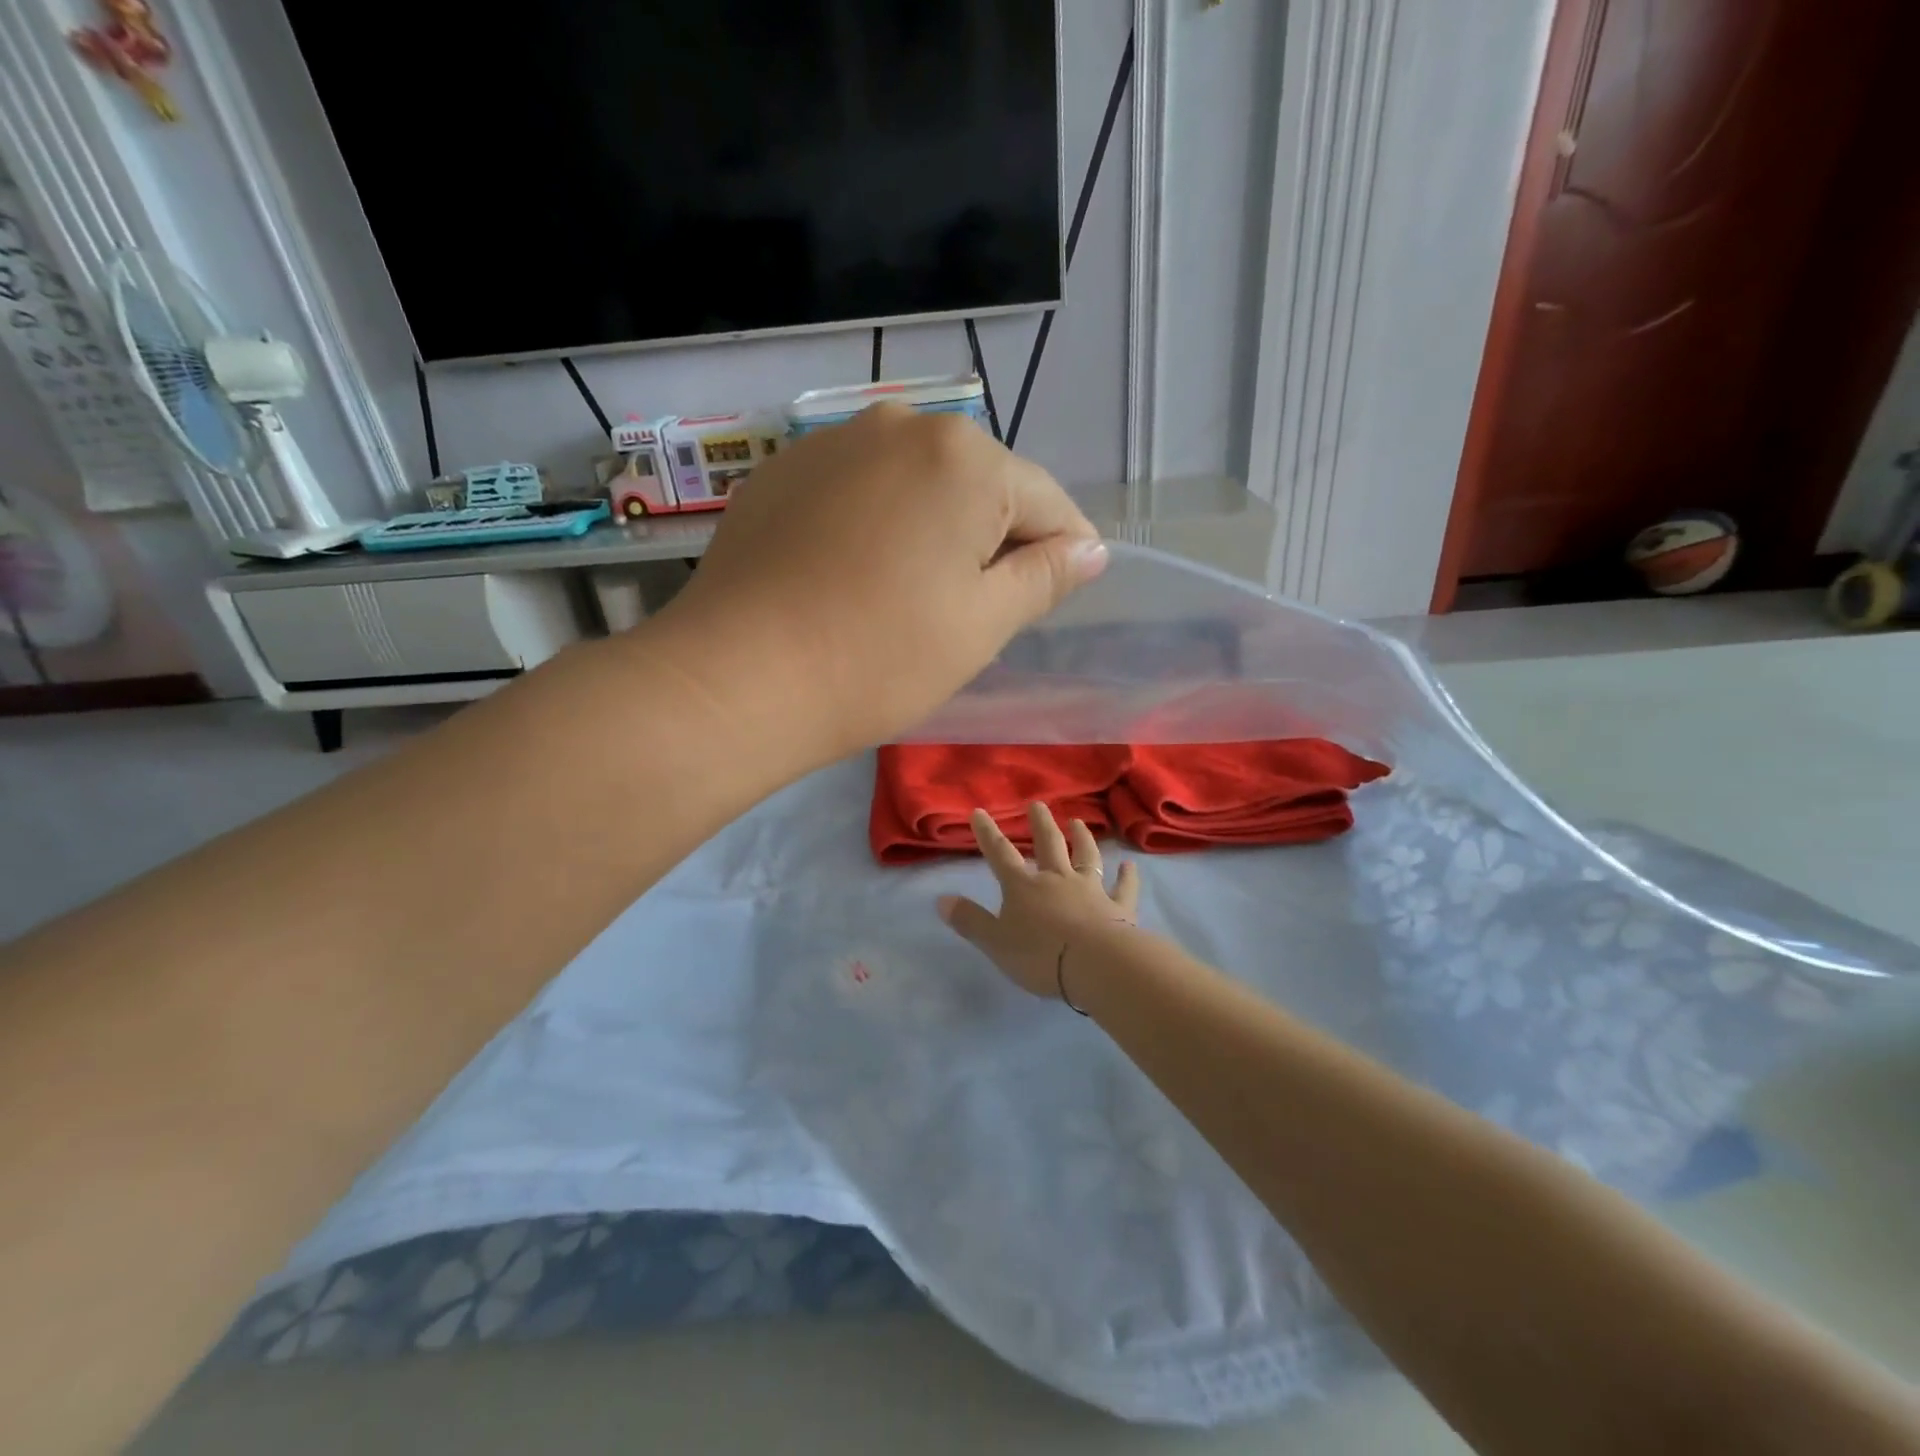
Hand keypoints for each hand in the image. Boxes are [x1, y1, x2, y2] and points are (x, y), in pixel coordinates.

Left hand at [663, 405, 1107, 759]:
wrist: (737, 678)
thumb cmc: (880, 658)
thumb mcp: (982, 625)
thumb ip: (1045, 577)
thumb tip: (1090, 549)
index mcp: (962, 457)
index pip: (1045, 501)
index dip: (1064, 550)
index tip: (1062, 591)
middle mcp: (899, 426)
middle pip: (979, 485)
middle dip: (992, 539)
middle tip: (976, 609)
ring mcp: (831, 443)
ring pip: (917, 486)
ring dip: (934, 531)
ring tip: (913, 595)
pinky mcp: (783, 473)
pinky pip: (860, 492)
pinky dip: (878, 526)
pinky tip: (857, 577)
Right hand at [938, 802, 1140, 1002]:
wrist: (1096, 964)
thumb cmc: (1040, 956)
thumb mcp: (995, 942)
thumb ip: (970, 921)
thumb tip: (942, 899)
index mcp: (1024, 887)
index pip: (1001, 854)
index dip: (988, 834)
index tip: (979, 812)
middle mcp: (1057, 879)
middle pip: (1048, 845)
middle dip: (1040, 824)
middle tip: (1037, 805)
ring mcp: (1091, 890)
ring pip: (1086, 857)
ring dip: (1082, 839)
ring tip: (1078, 822)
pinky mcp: (1119, 908)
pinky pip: (1123, 888)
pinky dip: (1127, 877)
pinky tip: (1129, 866)